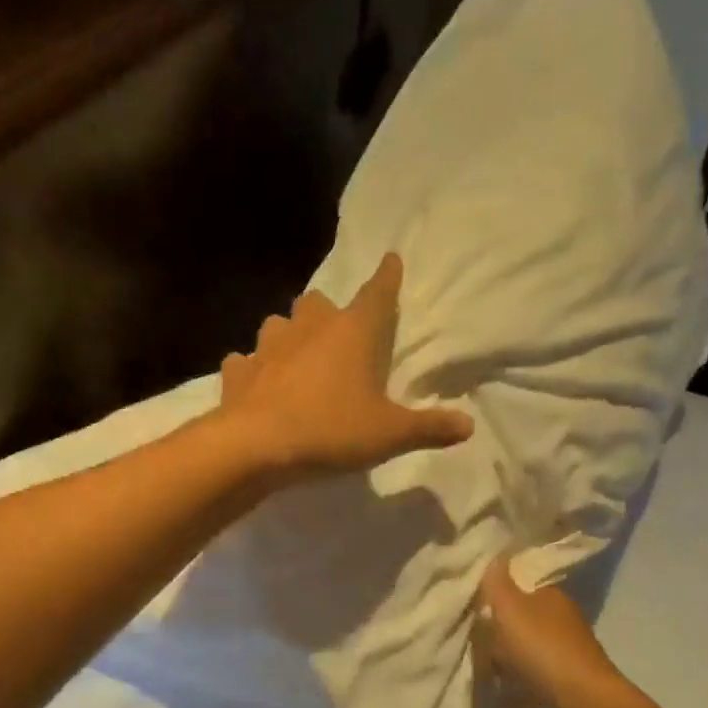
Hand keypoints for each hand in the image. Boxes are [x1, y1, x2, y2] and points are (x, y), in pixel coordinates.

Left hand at [220, 253, 473, 478]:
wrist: (256, 447)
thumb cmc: (331, 430)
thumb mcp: (390, 435)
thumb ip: (429, 428)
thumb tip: (468, 426)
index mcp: (353, 333)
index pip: (378, 293)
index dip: (387, 277)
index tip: (391, 259)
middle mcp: (309, 328)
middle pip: (319, 302)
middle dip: (329, 312)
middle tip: (337, 333)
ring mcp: (268, 346)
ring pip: (279, 324)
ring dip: (289, 336)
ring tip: (297, 357)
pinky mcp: (239, 371)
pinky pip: (246, 362)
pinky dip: (253, 369)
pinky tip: (258, 384)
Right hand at [478, 555, 632, 707]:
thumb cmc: (544, 650)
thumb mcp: (512, 608)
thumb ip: (497, 582)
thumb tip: (495, 552)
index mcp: (550, 598)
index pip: (519, 584)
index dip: (493, 589)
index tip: (465, 597)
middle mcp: (558, 624)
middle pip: (516, 621)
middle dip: (491, 629)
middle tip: (461, 635)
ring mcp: (560, 659)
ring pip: (519, 655)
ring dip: (498, 662)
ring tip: (468, 667)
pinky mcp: (557, 691)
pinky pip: (523, 686)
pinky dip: (507, 691)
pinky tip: (487, 696)